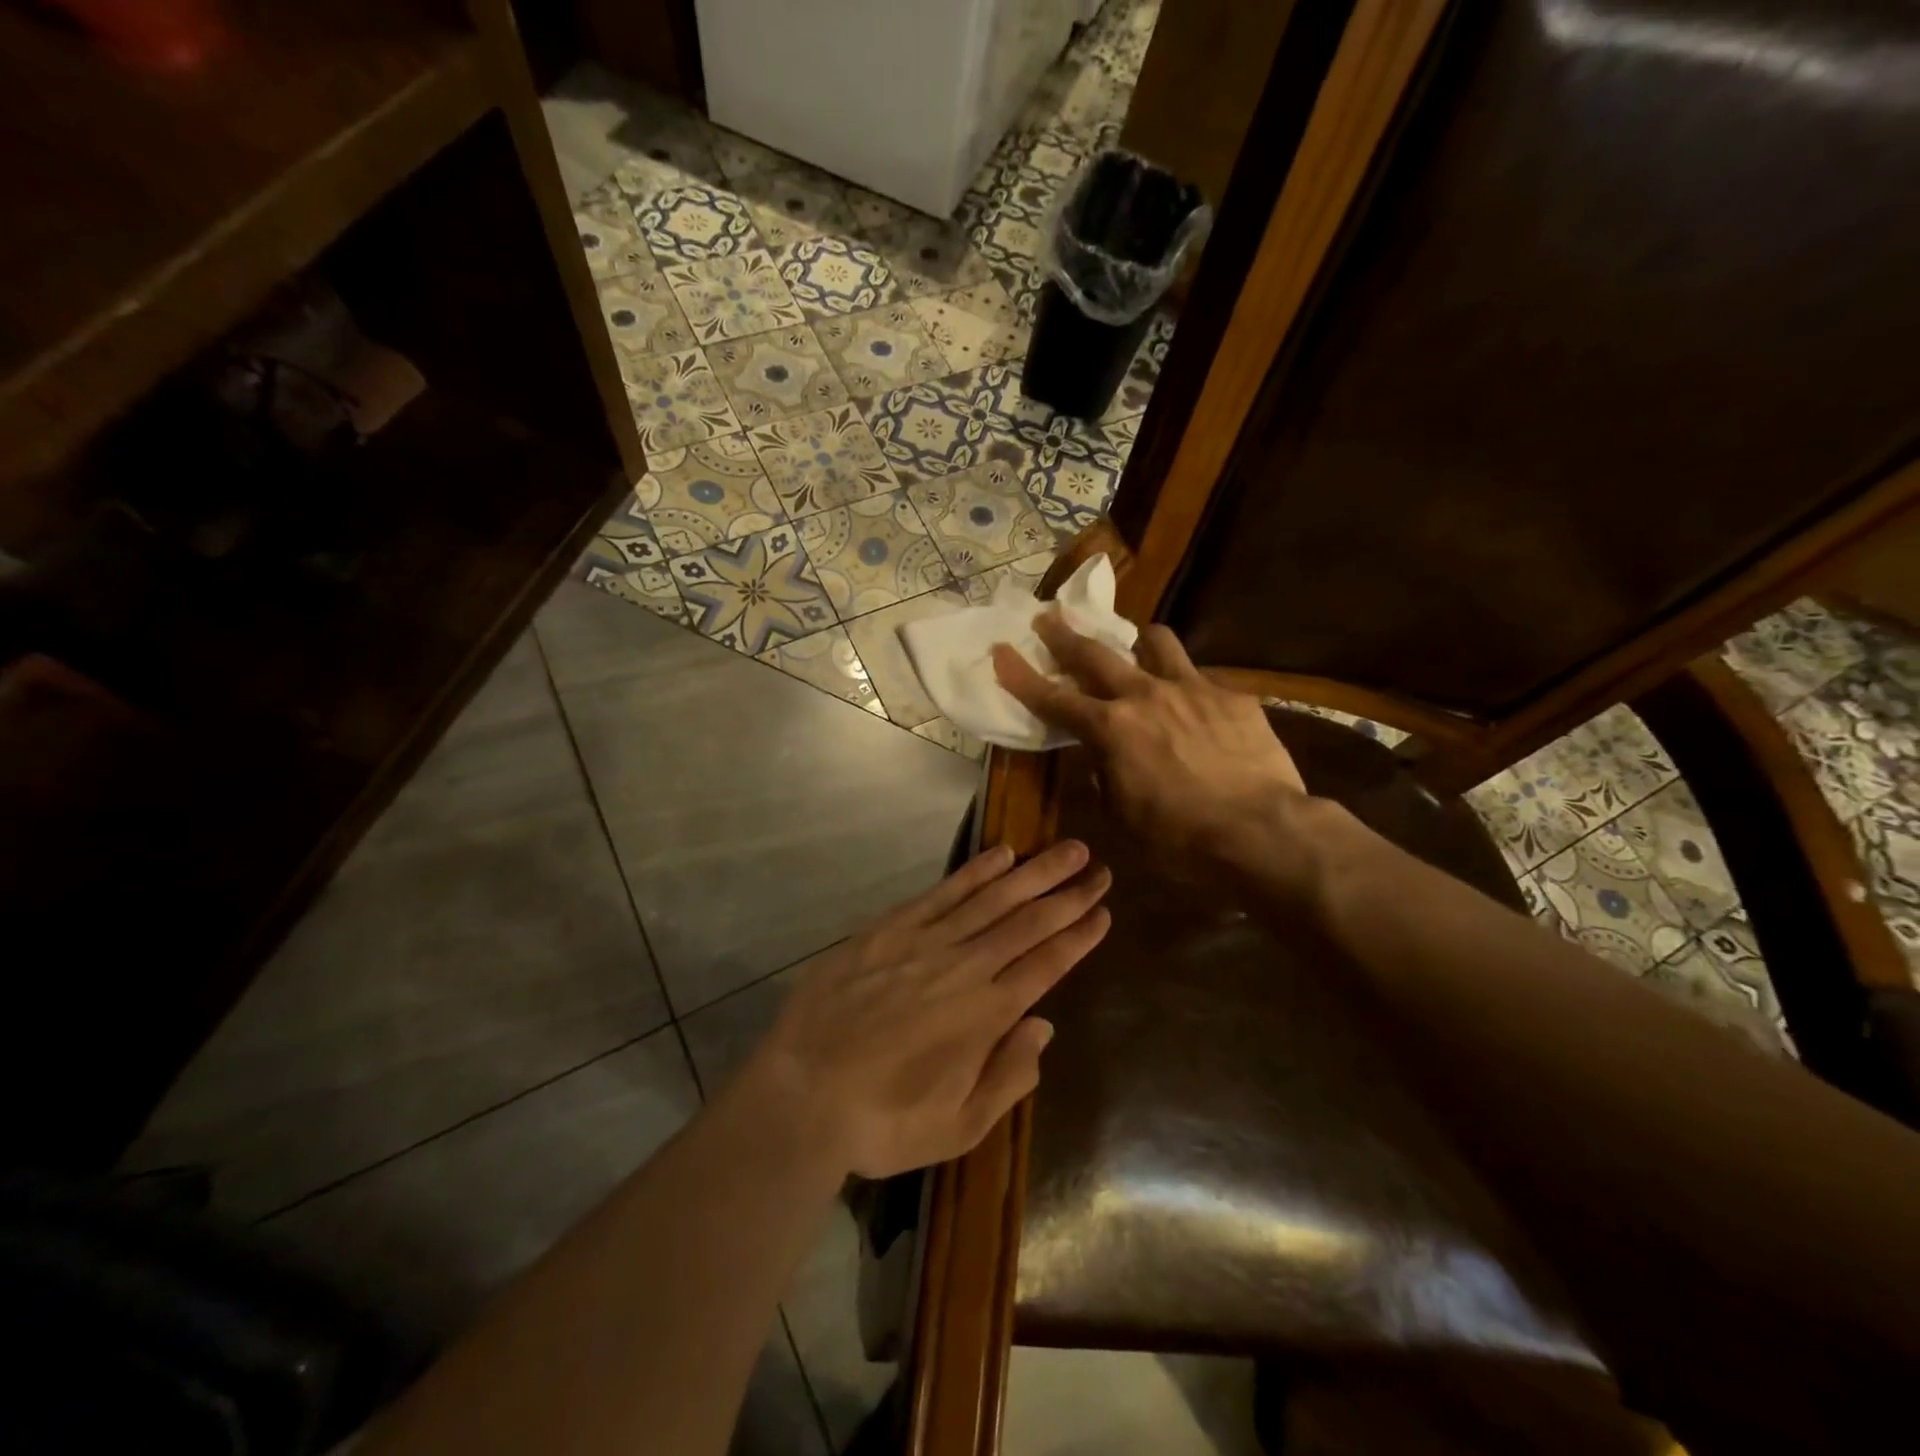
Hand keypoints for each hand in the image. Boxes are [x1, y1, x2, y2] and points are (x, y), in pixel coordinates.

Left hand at [738, 840, 1110, 1178]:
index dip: (1078, 936)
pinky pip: (943, 893)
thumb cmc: (883, 1120)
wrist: (801, 1094)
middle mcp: (965, 968)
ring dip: (1034, 872)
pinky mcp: (889, 929)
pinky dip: (975, 872)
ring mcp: (926, 942)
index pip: (1046, 964)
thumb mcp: (959, 1126)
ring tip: (1067, 849)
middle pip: (1029, 922)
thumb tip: (1043, 1026)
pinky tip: (1001, 854)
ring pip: (993, 898)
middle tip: (1099, 869)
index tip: (1103, 911)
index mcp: (987, 1015)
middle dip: (1069, 894)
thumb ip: (1008, 1076)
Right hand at [992, 613, 1307, 870]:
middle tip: (1049, 618)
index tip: (1001, 651)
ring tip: (1138, 646)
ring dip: (1139, 641)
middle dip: (1066, 635)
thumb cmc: (1180, 839)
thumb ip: (1105, 778)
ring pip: (1157, 642)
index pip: (1053, 699)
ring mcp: (1193, 689)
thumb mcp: (1123, 817)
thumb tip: (1104, 759)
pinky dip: (1189, 689)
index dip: (1022, 676)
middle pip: (1096, 654)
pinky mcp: (1233, 697)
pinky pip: (1203, 680)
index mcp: (1111, 729)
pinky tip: (1200, 711)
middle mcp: (1145, 696)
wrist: (1262, 832)